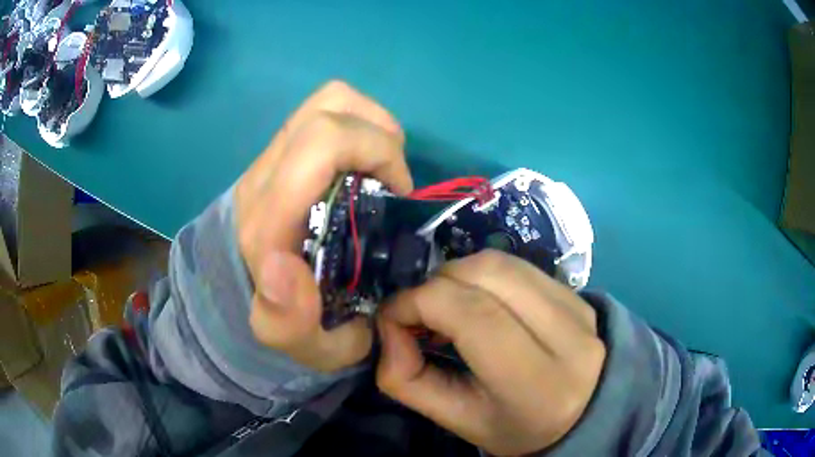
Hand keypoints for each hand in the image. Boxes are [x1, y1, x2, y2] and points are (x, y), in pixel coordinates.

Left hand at [235, 81, 412, 371]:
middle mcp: (263, 180)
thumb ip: (287, 322)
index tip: (399, 197)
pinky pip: (326, 107)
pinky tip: (366, 160)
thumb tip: (282, 265)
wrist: (266, 300)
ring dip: (370, 124)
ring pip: (327, 101)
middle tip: (394, 183)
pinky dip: (359, 121)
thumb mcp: (304, 347)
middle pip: (324, 115)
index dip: (374, 155)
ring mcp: (272, 158)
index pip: (316, 149)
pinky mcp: (283, 151)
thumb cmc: (299, 324)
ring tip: (383, 165)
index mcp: (267, 226)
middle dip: (379, 139)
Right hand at [376, 251, 605, 455]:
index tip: (393, 317)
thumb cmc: (516, 427)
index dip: (419, 302)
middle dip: (435, 283)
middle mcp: (567, 336)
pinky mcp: (577, 294)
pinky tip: (478, 300)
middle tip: (419, 313)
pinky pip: (518, 266)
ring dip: (457, 274)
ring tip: (447, 305)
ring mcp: (577, 307)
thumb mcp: (457, 420)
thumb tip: (390, 328)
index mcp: (536, 383)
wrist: (579, 412)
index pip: (473, 315)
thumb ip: (408, 380)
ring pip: (501, 262)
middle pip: (487, 275)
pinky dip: (482, 275)